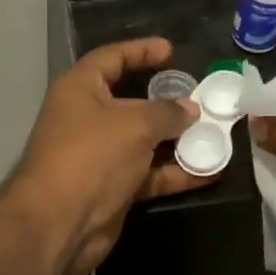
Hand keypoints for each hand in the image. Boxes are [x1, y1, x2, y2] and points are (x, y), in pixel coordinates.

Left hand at [2, 38, 201, 274]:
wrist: (59, 224)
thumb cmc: (92, 156)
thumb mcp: (135, 124)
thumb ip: (167, 112)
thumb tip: (190, 109)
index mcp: (81, 89)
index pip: (112, 58)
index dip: (141, 51)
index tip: (171, 51)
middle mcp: (88, 118)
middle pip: (133, 101)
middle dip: (168, 102)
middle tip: (202, 98)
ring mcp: (101, 155)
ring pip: (145, 141)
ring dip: (178, 140)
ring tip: (215, 135)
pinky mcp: (113, 187)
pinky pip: (149, 173)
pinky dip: (175, 172)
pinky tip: (209, 171)